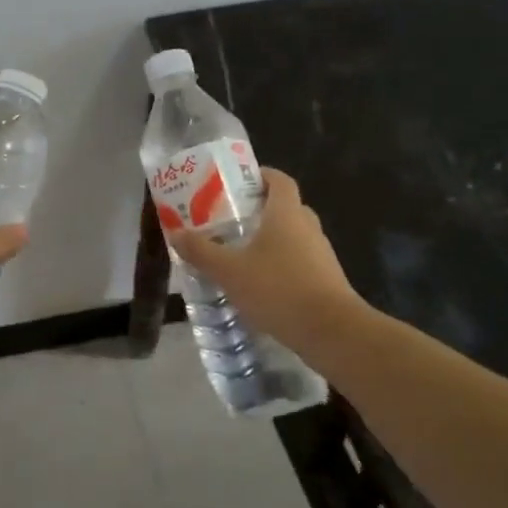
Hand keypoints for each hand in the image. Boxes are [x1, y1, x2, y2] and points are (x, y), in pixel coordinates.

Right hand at [166, 168, 361, 349]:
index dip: (261, 176)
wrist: (332, 332)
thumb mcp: (229, 271)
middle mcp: (308, 227)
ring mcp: (322, 255)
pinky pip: (300, 262)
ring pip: (294, 236)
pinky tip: (261, 285)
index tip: (238, 183)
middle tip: (231, 219)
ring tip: (240, 254)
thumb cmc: (278, 288)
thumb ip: (201, 251)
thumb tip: (175, 233)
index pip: (279, 180)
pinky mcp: (327, 280)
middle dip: (260, 210)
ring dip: (271, 240)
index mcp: (286, 213)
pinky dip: (281, 266)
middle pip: (286, 207)